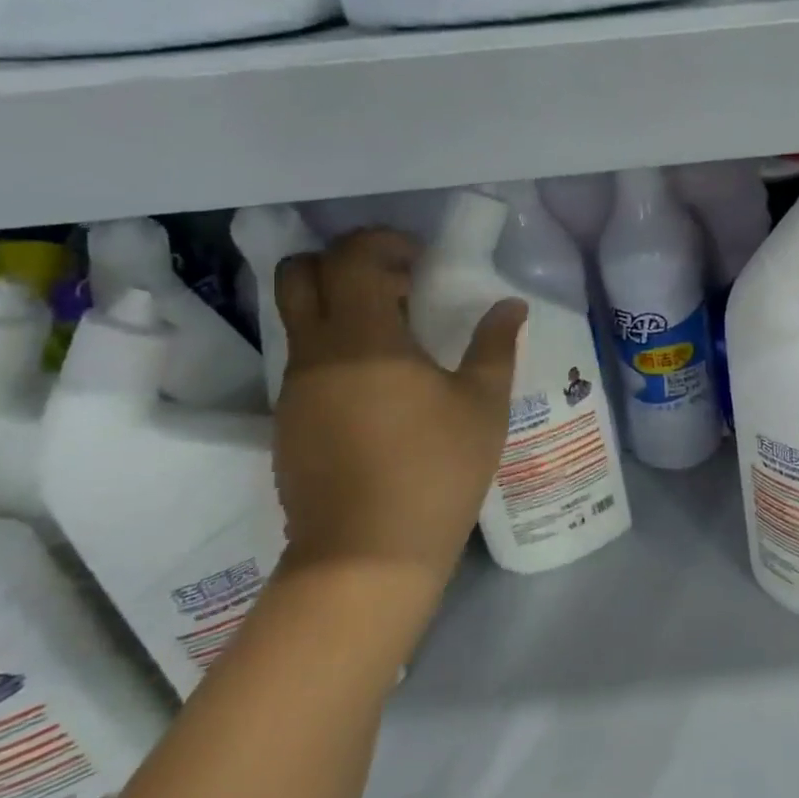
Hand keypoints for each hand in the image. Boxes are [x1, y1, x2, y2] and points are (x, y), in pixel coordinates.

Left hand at [270, 230, 525, 609]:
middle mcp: (315, 352)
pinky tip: (380, 386)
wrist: (367, 554)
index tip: (421, 260)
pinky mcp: (288, 421)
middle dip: (343, 262)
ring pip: (297, 318)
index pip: (350, 257)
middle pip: (299, 274)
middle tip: (396, 285)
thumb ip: (495, 345)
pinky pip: (304, 360)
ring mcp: (294, 389)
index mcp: (363, 338)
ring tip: (397, 337)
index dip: (383, 243)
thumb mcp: (483, 405)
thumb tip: (510, 306)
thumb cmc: (436, 470)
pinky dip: (335, 347)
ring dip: (339, 306)